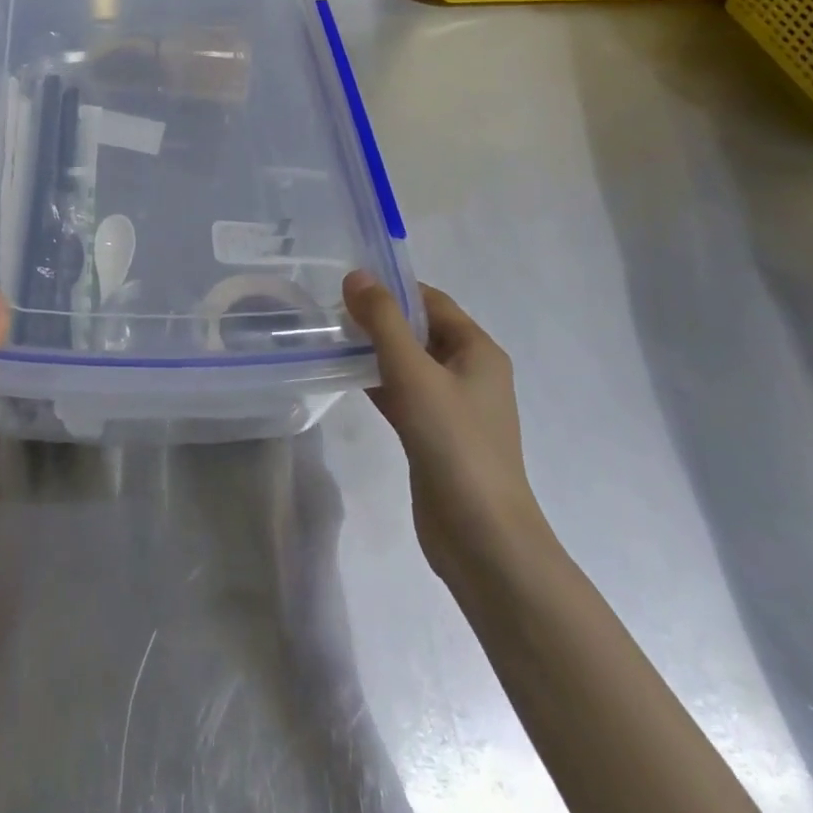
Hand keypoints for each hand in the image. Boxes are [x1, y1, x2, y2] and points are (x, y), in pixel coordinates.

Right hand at [343, 271, 550, 588]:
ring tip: (331, 338)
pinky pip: (403, 394)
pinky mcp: (434, 436)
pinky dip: (377, 382)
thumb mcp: (415, 373)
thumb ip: (383, 321)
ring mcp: (453, 408)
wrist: (482, 537)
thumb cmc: (454, 442)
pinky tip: (345, 377)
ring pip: (408, 364)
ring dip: (375, 350)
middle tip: (332, 311)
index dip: (393, 288)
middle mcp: (470, 373)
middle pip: (420, 331)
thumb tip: (357, 275)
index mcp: (478, 351)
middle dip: (379, 319)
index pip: (432, 302)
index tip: (348, 285)